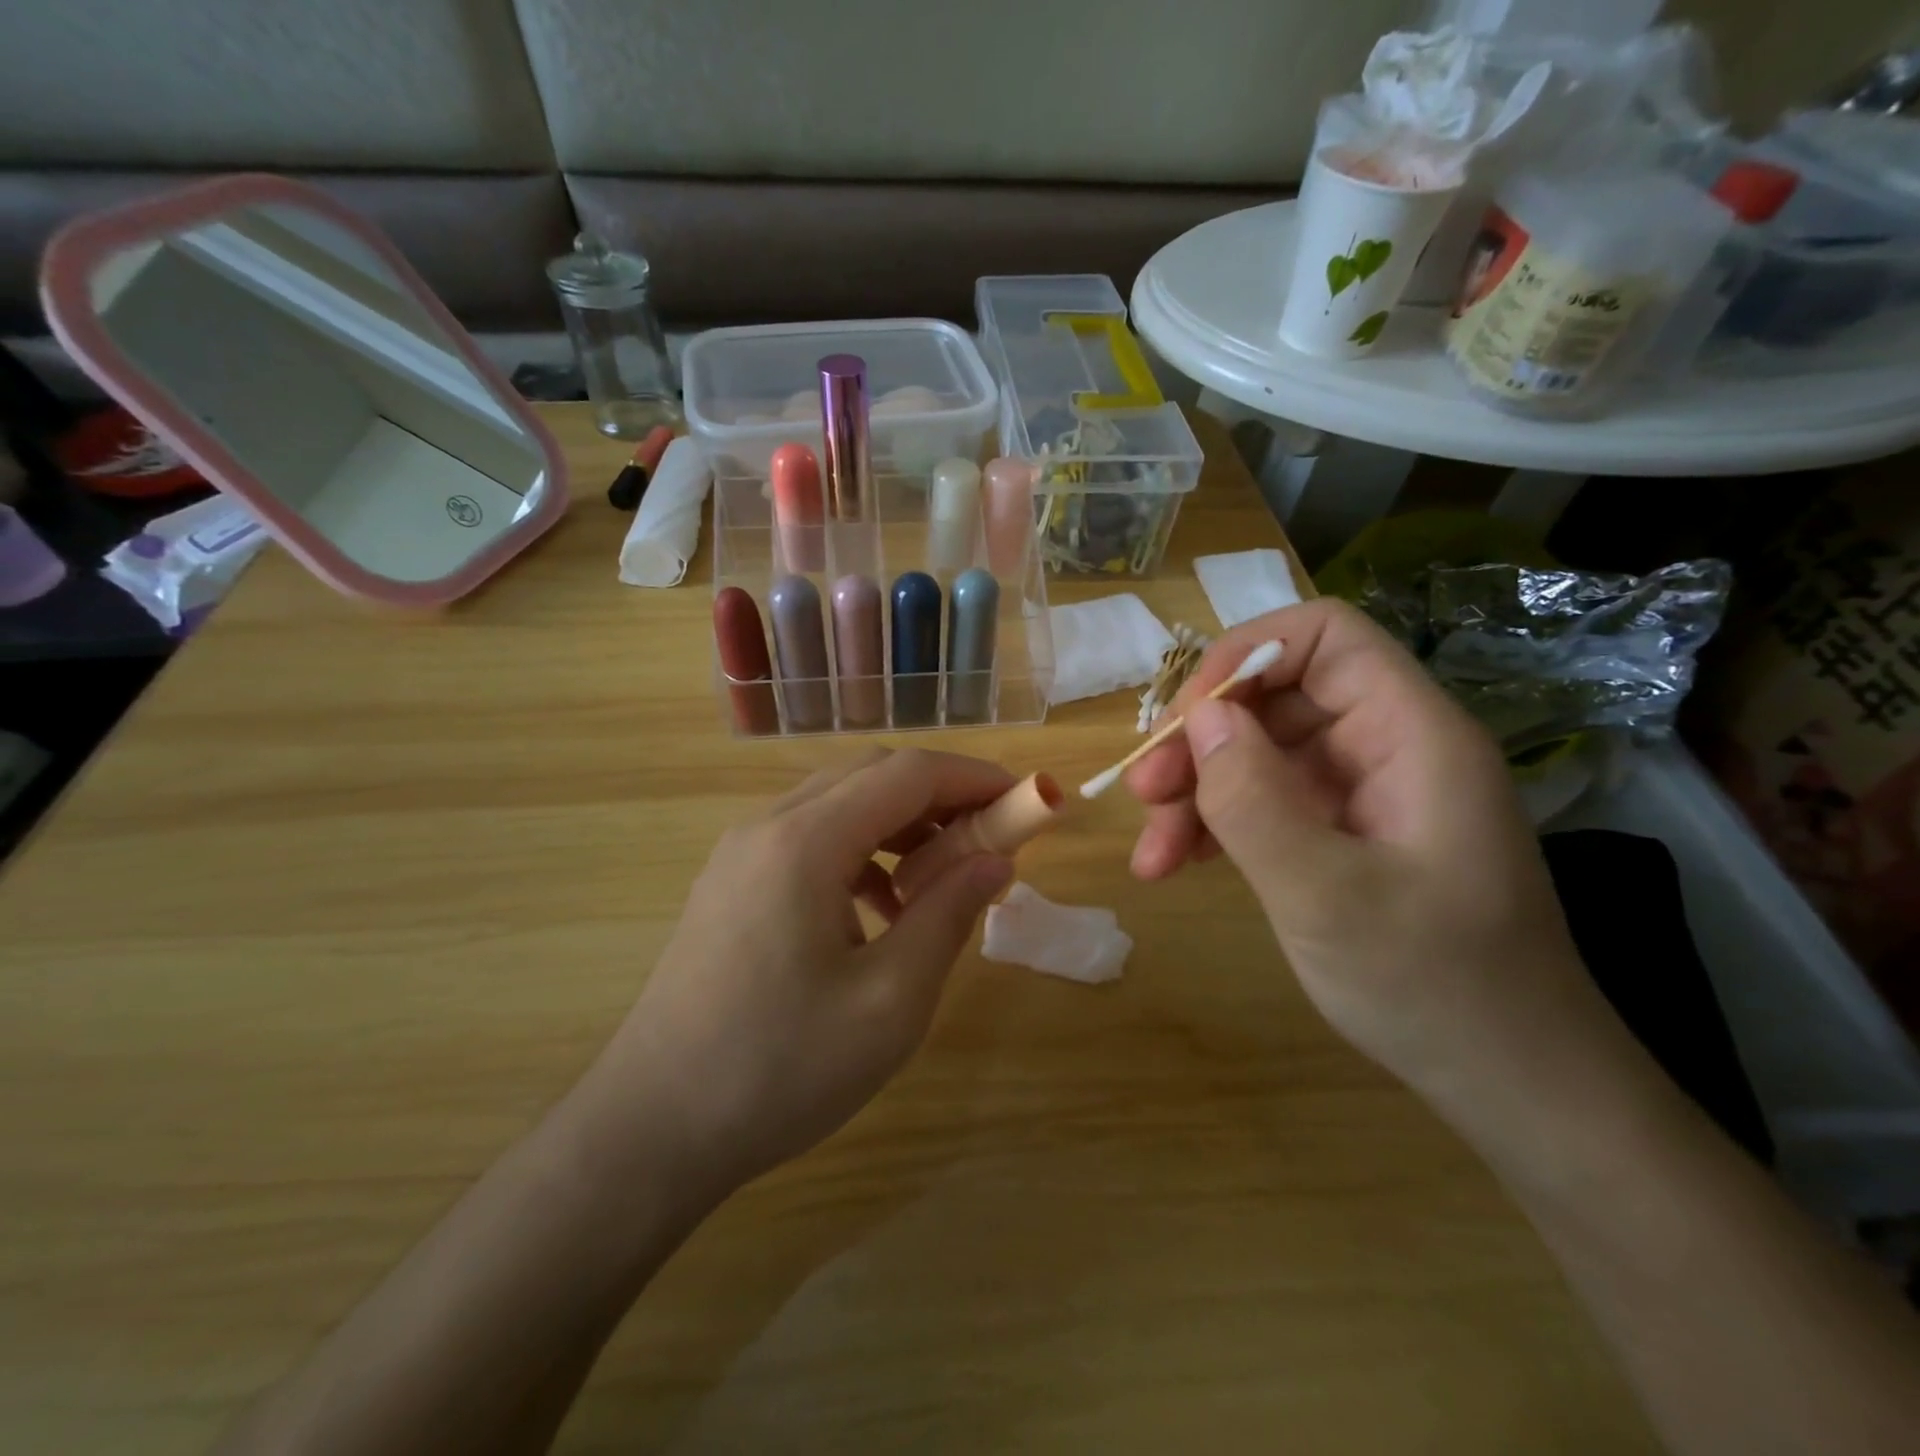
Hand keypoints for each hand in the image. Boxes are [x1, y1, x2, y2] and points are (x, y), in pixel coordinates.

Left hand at [580, 749, 1016, 1205]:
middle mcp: (768, 826)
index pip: (908, 773)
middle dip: (940, 795)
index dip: (974, 777)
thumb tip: (996, 860)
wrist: (651, 1130)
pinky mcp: (731, 882)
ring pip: (838, 803)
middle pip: (871, 774)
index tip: (1027, 800)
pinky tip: (879, 909)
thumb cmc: (779, 1070)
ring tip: (941, 878)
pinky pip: (809, 838)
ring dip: (900, 823)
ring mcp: (741, 852)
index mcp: (805, 841)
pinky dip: (860, 851)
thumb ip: (949, 915)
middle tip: (991, 839)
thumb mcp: (889, 1001)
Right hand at [1126, 600, 1610, 1109]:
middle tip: (1144, 791)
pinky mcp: (1344, 835)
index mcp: (1410, 734)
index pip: (1326, 637)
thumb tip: (1200, 718)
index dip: (1248, 656)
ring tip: (1150, 853)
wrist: (1511, 1083)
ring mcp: (1364, 793)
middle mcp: (1387, 747)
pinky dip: (1218, 826)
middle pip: (1278, 698)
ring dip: (1197, 791)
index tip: (1187, 716)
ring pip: (1261, 755)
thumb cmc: (1433, 985)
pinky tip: (1177, 865)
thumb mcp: (1325, 895)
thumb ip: (1253, 799)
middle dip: (1202, 738)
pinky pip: (1268, 803)